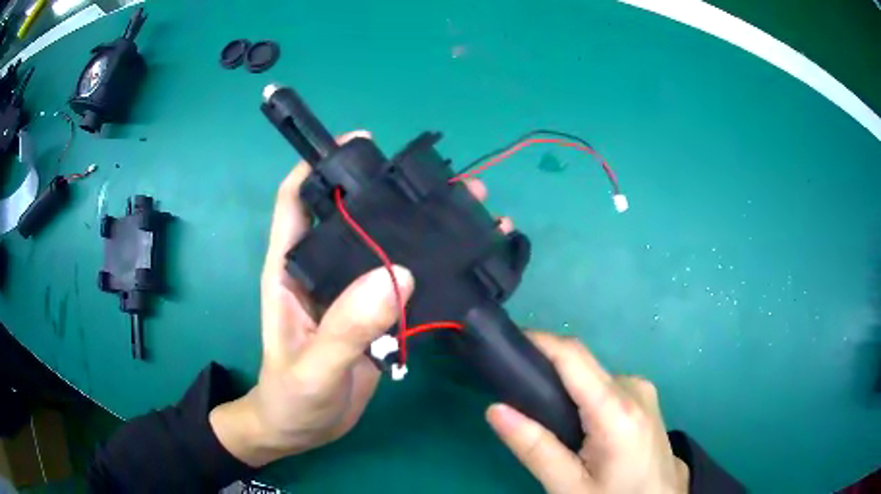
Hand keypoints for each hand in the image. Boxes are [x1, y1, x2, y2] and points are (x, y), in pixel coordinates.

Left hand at [211, 131, 508, 466]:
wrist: (301, 431)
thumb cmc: (290, 400)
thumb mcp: (312, 369)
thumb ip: (346, 328)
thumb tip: (396, 275)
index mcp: (290, 270)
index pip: (296, 201)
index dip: (320, 166)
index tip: (360, 144)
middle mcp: (322, 272)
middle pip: (355, 217)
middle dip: (391, 192)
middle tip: (440, 179)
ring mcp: (351, 294)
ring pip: (386, 249)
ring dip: (421, 230)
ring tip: (468, 211)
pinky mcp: (375, 317)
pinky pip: (404, 287)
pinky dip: (432, 274)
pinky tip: (464, 266)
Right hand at [486, 333, 688, 493]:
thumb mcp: (570, 486)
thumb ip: (535, 448)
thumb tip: (495, 409)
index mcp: (617, 410)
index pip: (573, 356)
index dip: (539, 341)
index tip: (504, 343)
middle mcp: (633, 387)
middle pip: (581, 364)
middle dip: (545, 368)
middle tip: (511, 390)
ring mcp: (642, 390)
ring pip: (591, 376)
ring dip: (563, 385)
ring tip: (538, 412)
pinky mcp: (644, 398)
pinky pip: (604, 385)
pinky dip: (581, 394)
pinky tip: (572, 421)